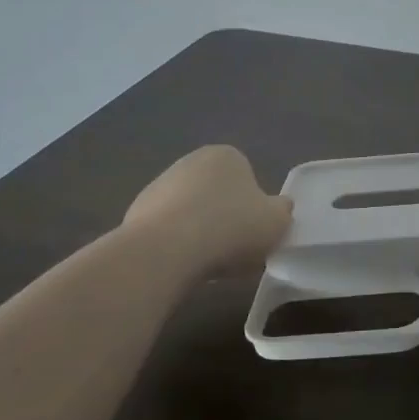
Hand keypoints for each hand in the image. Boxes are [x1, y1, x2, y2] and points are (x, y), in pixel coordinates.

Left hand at [120, 145, 292, 276]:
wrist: (166, 250)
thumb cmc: (231, 227)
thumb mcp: (277, 221)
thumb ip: (283, 211)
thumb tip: (280, 207)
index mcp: (226, 155)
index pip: (247, 177)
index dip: (253, 206)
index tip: (254, 231)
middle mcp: (190, 162)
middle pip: (216, 193)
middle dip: (224, 217)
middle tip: (234, 248)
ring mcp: (158, 186)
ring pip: (190, 212)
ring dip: (199, 232)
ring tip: (207, 262)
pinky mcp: (135, 213)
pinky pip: (166, 230)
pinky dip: (175, 245)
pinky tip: (181, 264)